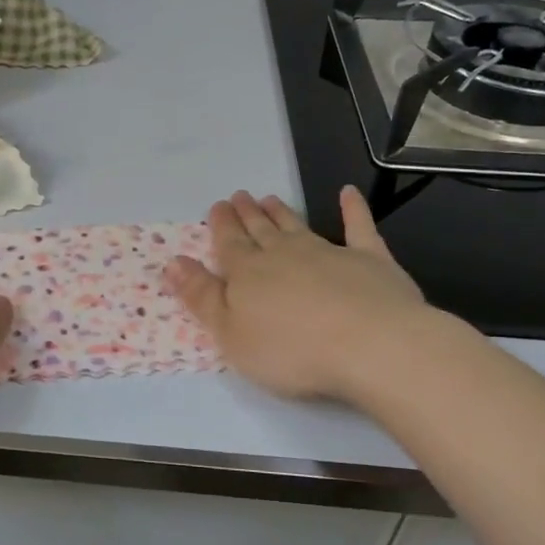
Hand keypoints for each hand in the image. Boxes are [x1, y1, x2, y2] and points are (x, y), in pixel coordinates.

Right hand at [164, 187, 437, 402]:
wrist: (371, 345)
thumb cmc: (291, 350)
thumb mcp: (230, 334)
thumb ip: (201, 297)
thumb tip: (173, 262)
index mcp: (247, 273)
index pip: (228, 243)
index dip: (221, 225)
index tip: (217, 207)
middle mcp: (283, 254)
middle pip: (260, 230)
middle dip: (246, 215)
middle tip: (239, 197)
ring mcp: (328, 253)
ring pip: (296, 226)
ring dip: (281, 212)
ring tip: (269, 198)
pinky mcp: (369, 260)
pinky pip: (358, 228)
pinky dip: (352, 210)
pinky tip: (347, 193)